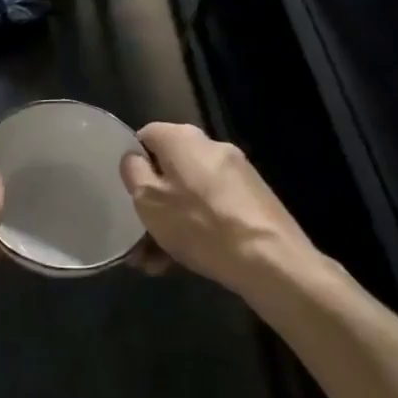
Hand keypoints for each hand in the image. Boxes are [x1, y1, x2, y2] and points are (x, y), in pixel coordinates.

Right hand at [120, 122, 329, 294]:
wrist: (271, 260)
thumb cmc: (199, 224)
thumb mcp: (148, 199)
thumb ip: (133, 172)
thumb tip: (134, 158)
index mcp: (183, 138)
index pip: (146, 136)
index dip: (131, 162)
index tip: (125, 192)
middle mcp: (211, 147)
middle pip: (169, 169)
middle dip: (151, 203)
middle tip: (138, 237)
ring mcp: (236, 173)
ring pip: (189, 194)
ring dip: (170, 222)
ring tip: (157, 262)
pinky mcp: (253, 199)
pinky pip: (212, 208)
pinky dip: (196, 228)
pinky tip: (184, 261)